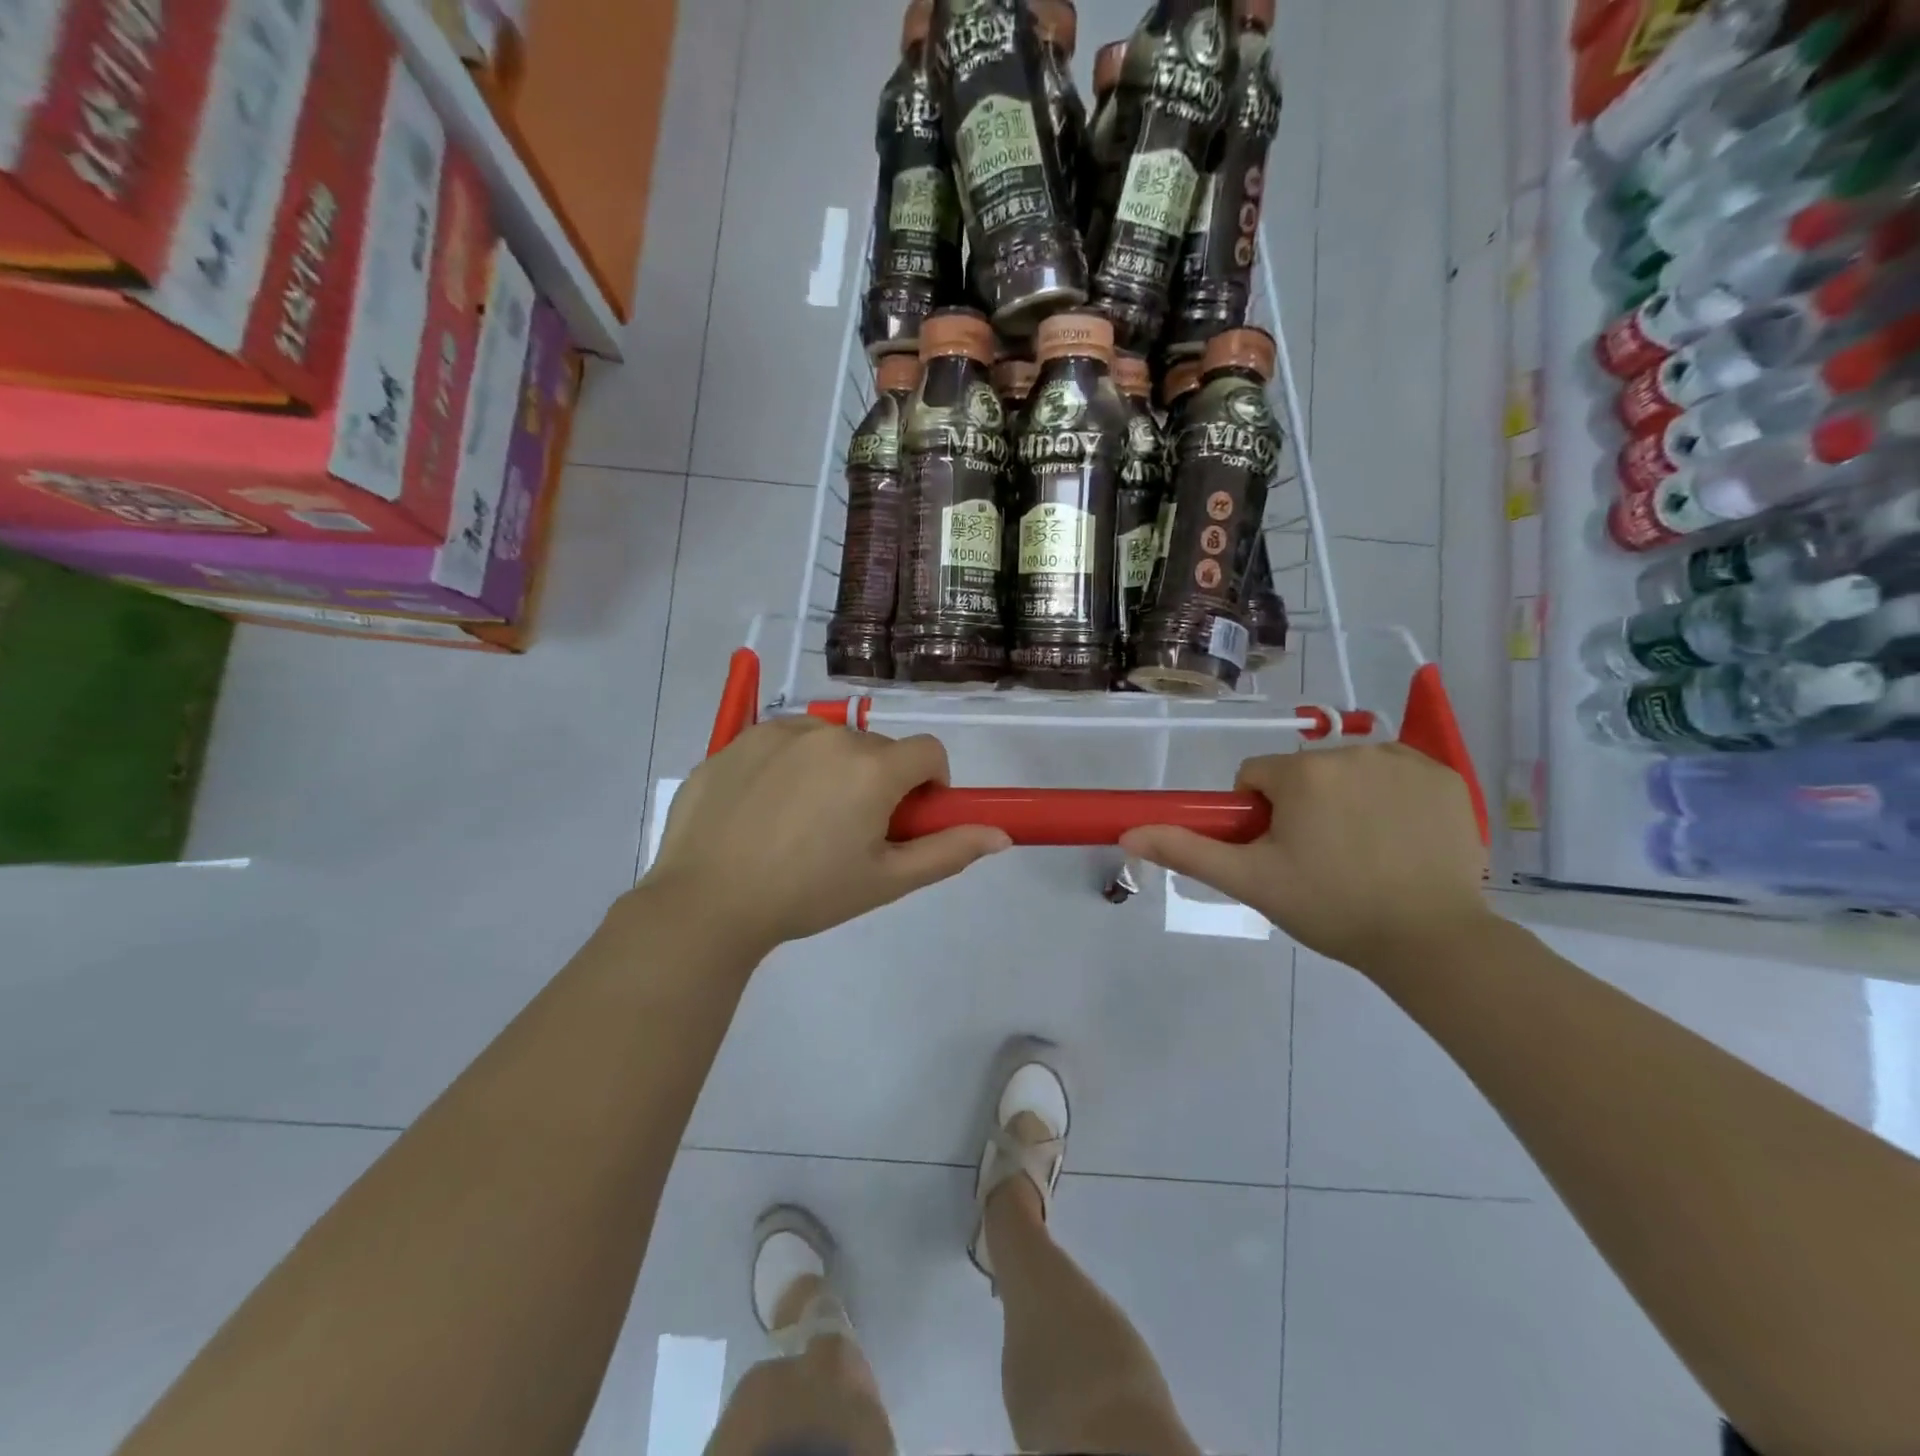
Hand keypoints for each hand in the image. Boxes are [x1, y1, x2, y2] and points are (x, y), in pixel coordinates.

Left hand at [644, 718, 1010, 952]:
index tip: (907, 819)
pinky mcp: (737, 739)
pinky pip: (782, 742)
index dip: (929, 784)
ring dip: (832, 769)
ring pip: (829, 741)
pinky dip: (787, 765)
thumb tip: (1001, 835)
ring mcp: (778, 732)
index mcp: (872, 768)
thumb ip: (948, 852)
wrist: (706, 902)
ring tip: (801, 822)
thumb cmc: (807, 895)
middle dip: (878, 782)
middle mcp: (830, 735)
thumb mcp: (886, 882)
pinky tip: (762, 810)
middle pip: (877, 748)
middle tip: (849, 832)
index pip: (929, 751)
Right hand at [1120, 745, 1489, 974]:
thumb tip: (1128, 833)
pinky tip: (1400, 838)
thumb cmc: (1331, 908)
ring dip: (1344, 799)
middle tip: (1320, 860)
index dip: (1259, 816)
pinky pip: (1395, 772)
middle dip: (1302, 808)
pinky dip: (1389, 796)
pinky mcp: (1444, 776)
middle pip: (1302, 773)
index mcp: (1302, 774)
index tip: (1279, 853)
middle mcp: (1351, 752)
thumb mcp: (1251, 882)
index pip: (1256, 777)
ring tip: (1363, 854)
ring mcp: (1404, 760)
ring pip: (1347, 770)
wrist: (1431, 941)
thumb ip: (1187, 850)